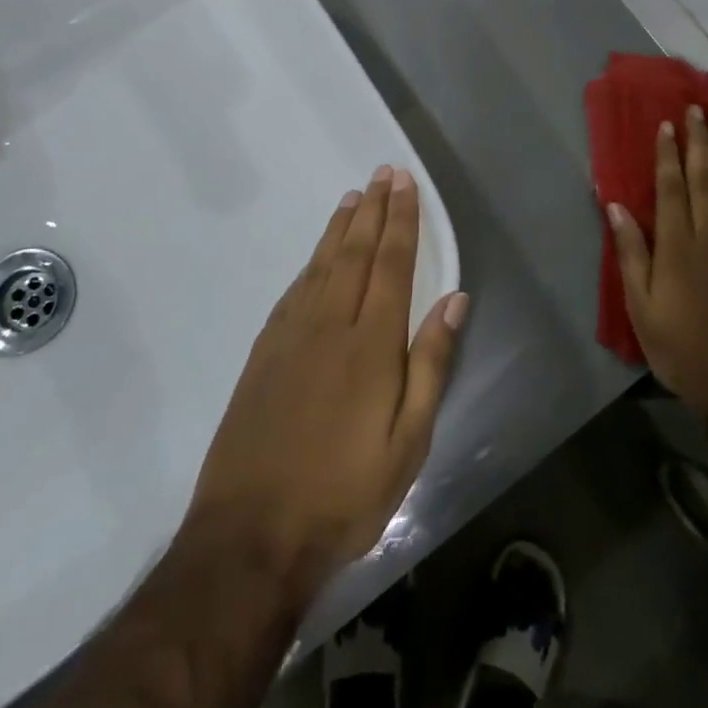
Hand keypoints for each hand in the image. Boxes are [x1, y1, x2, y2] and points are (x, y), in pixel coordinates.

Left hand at [188, 167, 468, 604]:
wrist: (251, 534)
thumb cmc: (345, 493)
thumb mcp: (408, 441)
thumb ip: (431, 363)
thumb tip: (455, 299)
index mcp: (371, 344)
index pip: (392, 264)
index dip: (402, 221)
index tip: (405, 184)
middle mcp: (330, 325)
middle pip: (355, 253)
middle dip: (373, 210)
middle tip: (382, 173)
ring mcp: (291, 337)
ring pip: (321, 265)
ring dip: (340, 228)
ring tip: (353, 197)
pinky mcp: (264, 353)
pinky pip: (293, 290)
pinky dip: (310, 262)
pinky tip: (317, 255)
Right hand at [609, 105, 707, 425]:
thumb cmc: (679, 347)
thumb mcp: (641, 307)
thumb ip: (631, 254)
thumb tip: (616, 207)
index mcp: (677, 247)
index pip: (672, 189)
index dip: (668, 155)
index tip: (666, 125)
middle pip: (703, 180)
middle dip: (697, 143)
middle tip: (694, 110)